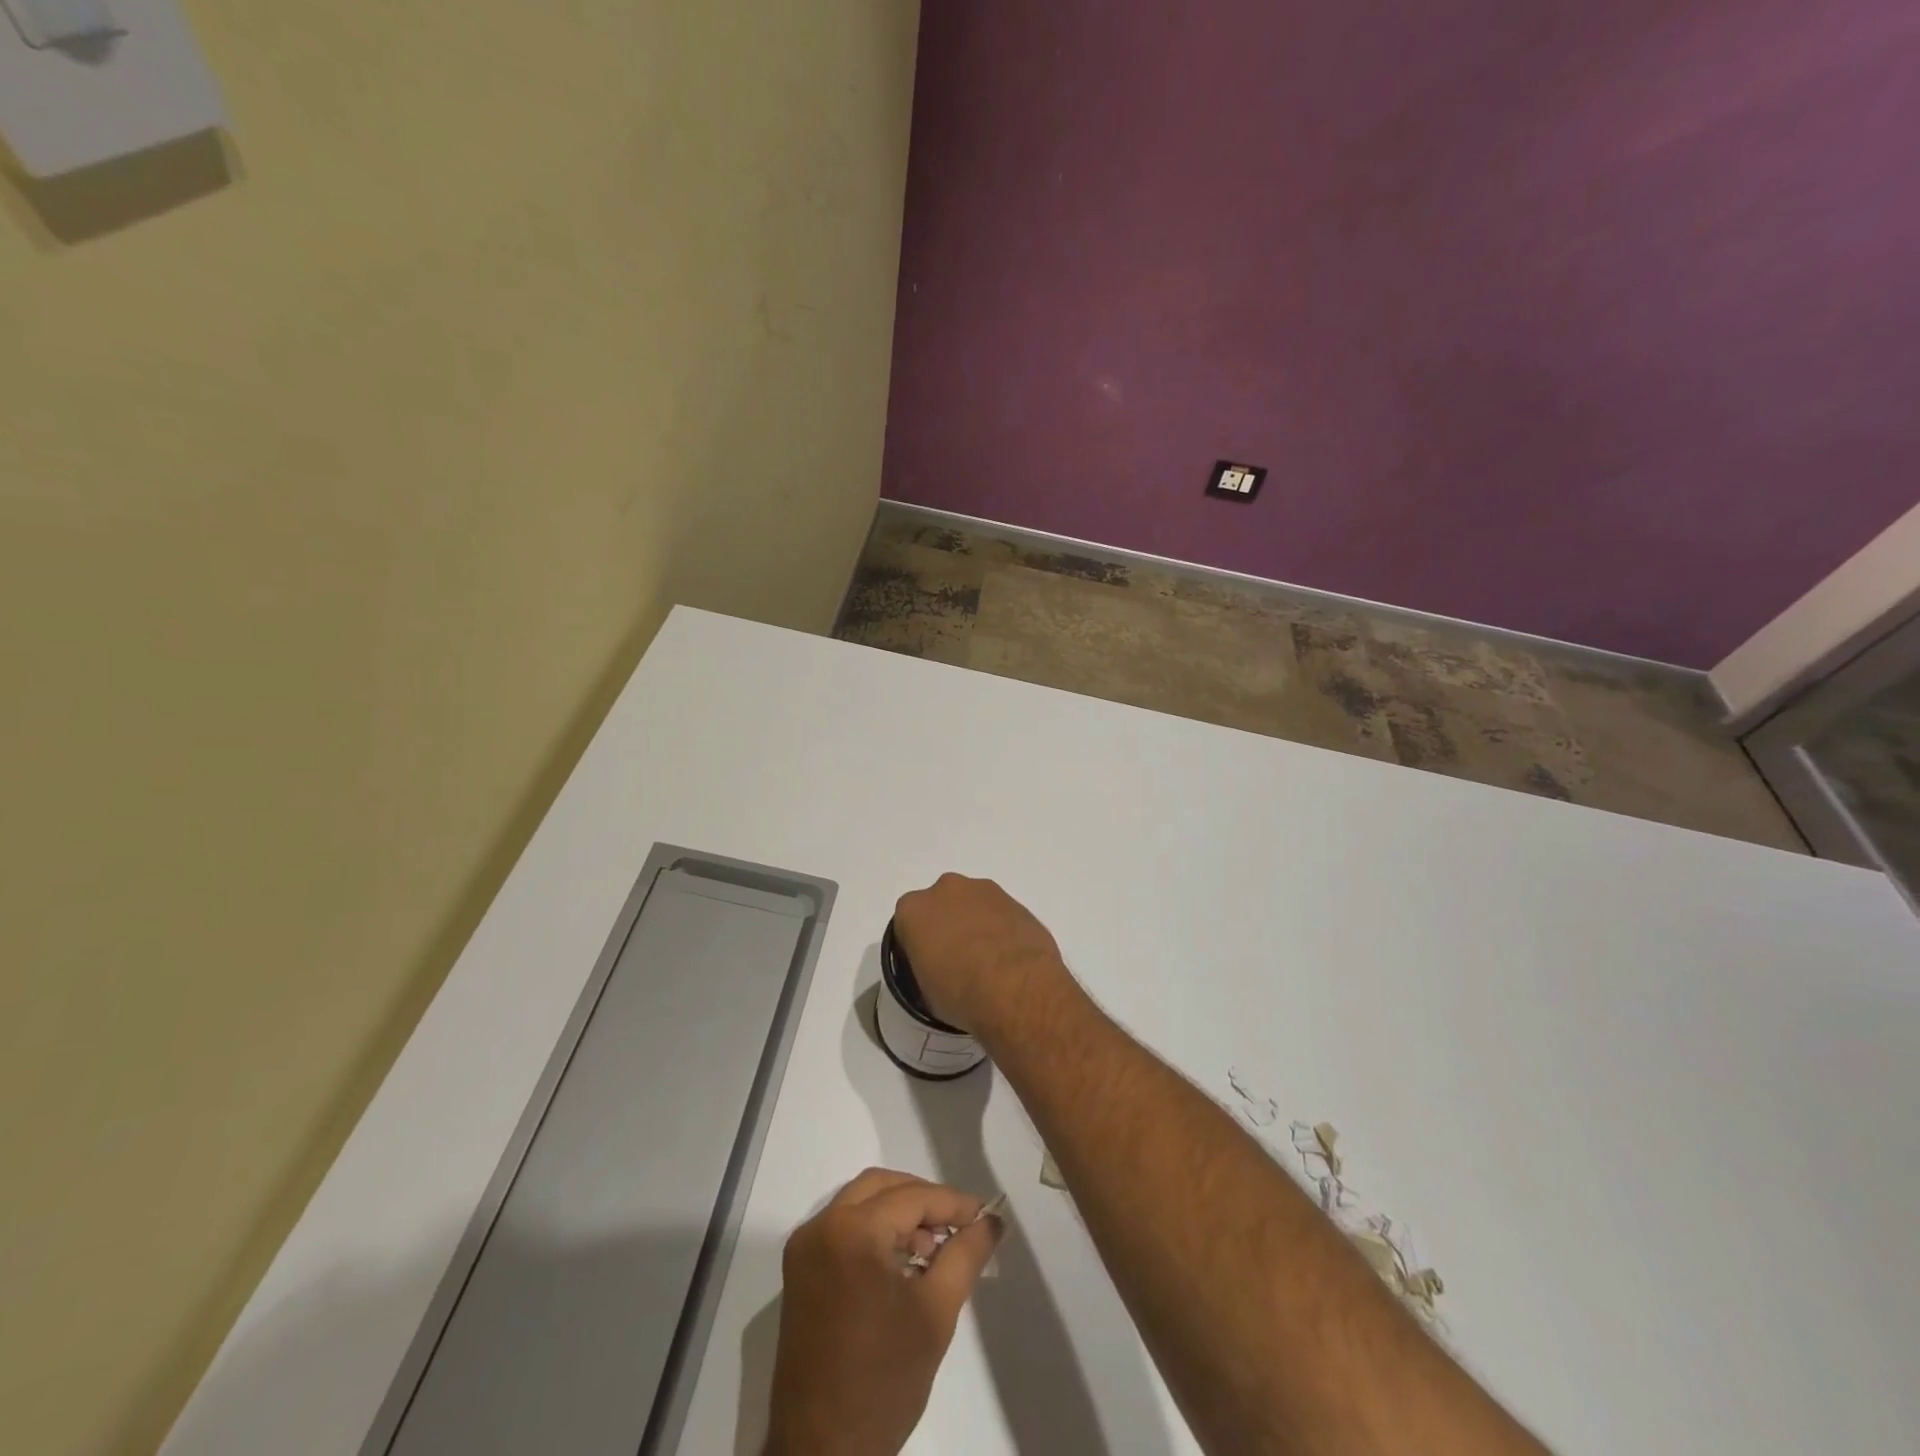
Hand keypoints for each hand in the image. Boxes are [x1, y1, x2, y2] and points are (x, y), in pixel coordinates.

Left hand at [766, 1168, 1002, 1455]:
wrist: (822, 1453)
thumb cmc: (882, 1382)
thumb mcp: (935, 1314)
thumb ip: (965, 1255)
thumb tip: (991, 1220)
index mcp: (849, 1231)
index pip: (911, 1197)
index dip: (952, 1203)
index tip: (985, 1215)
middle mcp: (820, 1227)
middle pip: (881, 1187)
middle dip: (923, 1199)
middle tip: (959, 1225)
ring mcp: (805, 1249)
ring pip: (861, 1203)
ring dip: (899, 1213)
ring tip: (934, 1248)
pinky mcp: (800, 1272)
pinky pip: (844, 1228)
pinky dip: (875, 1231)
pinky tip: (903, 1262)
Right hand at [892, 873, 1065, 1036]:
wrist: (1017, 985)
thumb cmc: (960, 992)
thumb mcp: (925, 994)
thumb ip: (925, 969)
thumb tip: (938, 972)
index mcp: (913, 909)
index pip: (906, 925)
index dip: (916, 948)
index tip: (927, 968)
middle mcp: (944, 889)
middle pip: (940, 907)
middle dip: (946, 927)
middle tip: (957, 961)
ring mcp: (982, 889)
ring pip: (971, 905)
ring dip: (975, 925)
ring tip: (988, 962)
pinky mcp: (1013, 898)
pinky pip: (998, 912)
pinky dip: (999, 928)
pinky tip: (1008, 957)